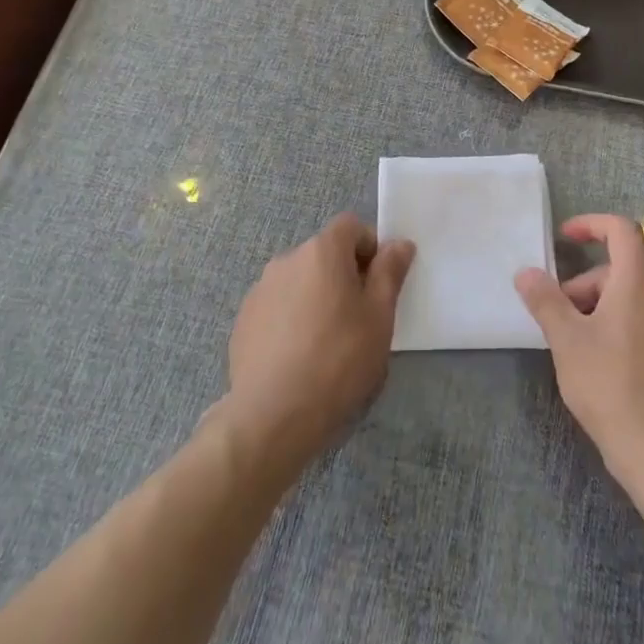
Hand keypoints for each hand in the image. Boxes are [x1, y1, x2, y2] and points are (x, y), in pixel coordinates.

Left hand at [224, 214, 414, 468]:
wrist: (273, 416)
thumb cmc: (338, 360)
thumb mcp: (379, 316)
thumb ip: (389, 272)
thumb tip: (399, 244)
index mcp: (322, 250)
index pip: (351, 226)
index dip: (369, 248)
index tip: (378, 284)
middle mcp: (287, 260)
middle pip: (324, 253)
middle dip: (343, 275)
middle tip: (358, 318)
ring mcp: (260, 290)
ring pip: (300, 281)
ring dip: (316, 297)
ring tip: (326, 343)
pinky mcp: (243, 321)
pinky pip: (277, 307)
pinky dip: (291, 319)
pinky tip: (298, 357)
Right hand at [515, 214, 643, 485]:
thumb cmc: (611, 387)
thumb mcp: (567, 341)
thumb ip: (545, 301)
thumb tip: (526, 273)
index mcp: (639, 283)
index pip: (622, 230)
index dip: (592, 224)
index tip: (565, 238)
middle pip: (623, 271)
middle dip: (586, 285)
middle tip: (559, 318)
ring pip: (635, 300)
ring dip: (602, 309)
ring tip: (578, 347)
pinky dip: (623, 330)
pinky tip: (605, 369)